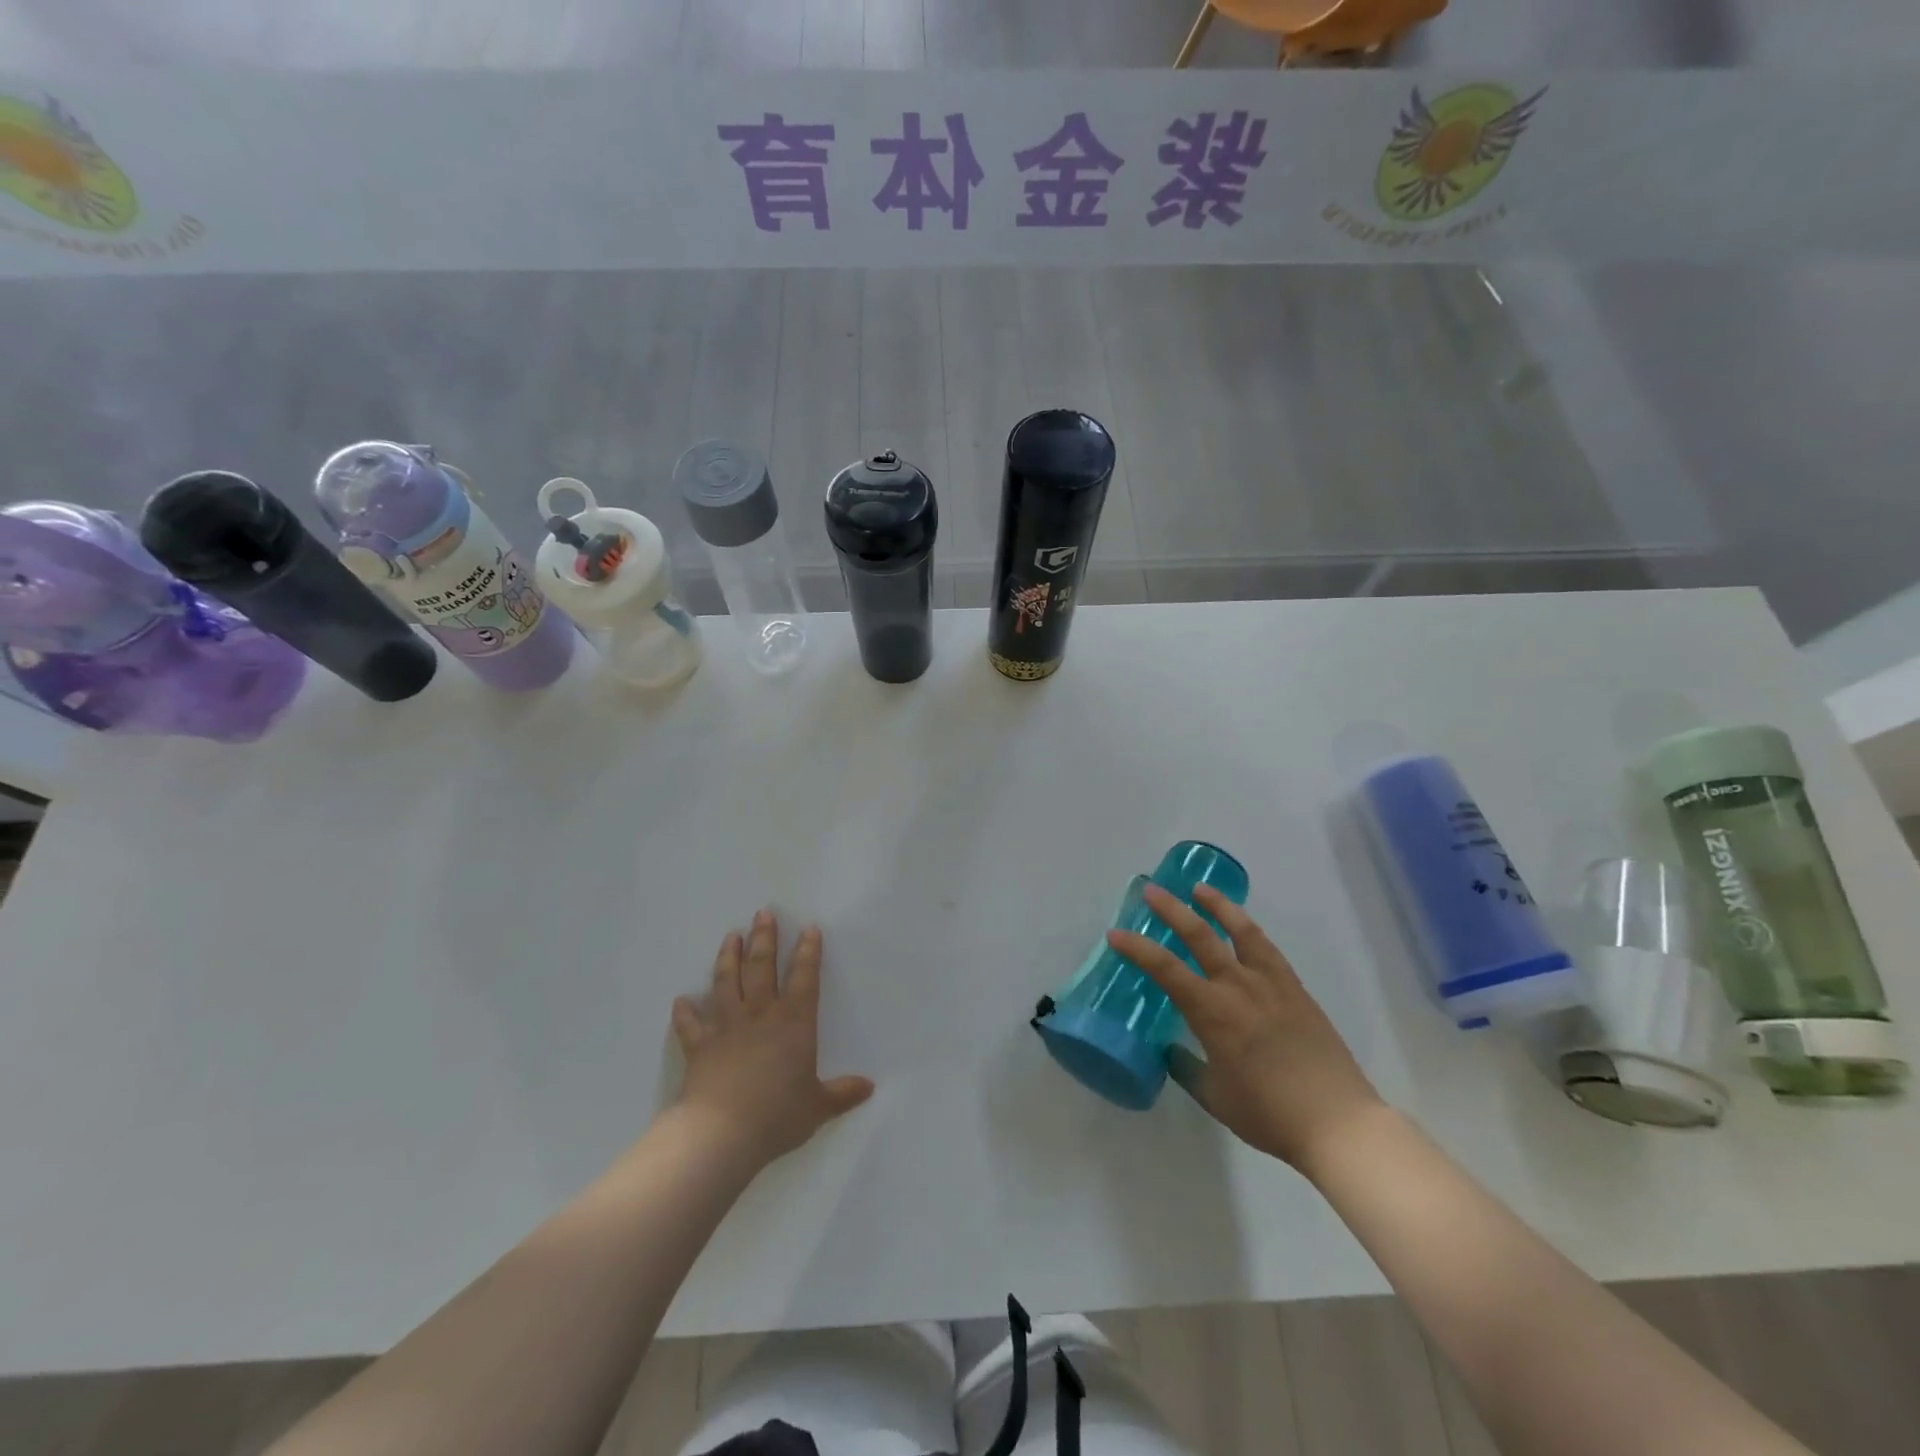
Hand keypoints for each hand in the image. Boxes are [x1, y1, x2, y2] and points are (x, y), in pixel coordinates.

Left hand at [671, 909, 873, 1168]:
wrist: (722, 1134)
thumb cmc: (777, 1115)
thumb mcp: (818, 1107)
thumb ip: (842, 1093)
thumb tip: (869, 1087)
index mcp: (794, 1022)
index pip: (805, 976)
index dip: (808, 951)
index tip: (809, 927)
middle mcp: (760, 1014)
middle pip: (762, 966)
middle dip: (764, 937)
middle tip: (762, 913)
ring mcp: (726, 1026)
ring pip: (727, 981)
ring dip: (729, 957)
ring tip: (731, 936)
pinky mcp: (699, 1046)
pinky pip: (690, 1024)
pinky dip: (684, 1012)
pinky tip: (681, 1000)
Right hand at [1107, 884, 1383, 1173]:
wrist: (1338, 1122)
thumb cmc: (1269, 1114)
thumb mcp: (1216, 1097)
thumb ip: (1188, 1069)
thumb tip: (1171, 1051)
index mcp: (1212, 1013)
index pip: (1165, 969)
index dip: (1137, 949)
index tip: (1115, 935)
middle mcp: (1238, 987)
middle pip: (1200, 936)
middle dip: (1171, 910)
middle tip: (1151, 891)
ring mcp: (1271, 984)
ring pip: (1240, 931)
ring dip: (1217, 906)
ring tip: (1200, 888)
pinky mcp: (1295, 989)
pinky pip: (1267, 948)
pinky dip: (1249, 929)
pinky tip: (1243, 926)